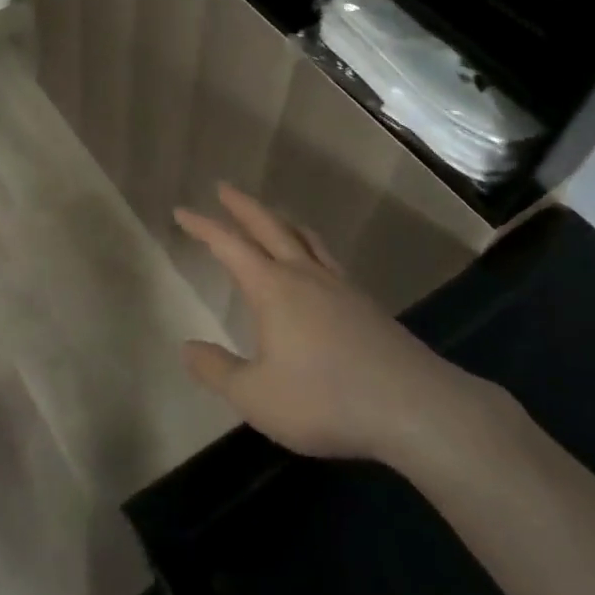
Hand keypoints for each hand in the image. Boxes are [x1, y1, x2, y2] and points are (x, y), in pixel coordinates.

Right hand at [175, 184, 511, 469]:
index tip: (182, 211)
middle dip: (243, 206)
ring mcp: (340, 286)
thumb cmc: (325, 399)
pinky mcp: (366, 304)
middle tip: (224, 188)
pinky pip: (328, 259)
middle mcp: (305, 275)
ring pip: (305, 238)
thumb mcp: (256, 396)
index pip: (229, 246)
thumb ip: (217, 371)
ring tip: (272, 217)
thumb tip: (187, 348)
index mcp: (273, 288)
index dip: (203, 227)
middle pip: (270, 227)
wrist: (413, 406)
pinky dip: (311, 247)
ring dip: (282, 221)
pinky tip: (316, 266)